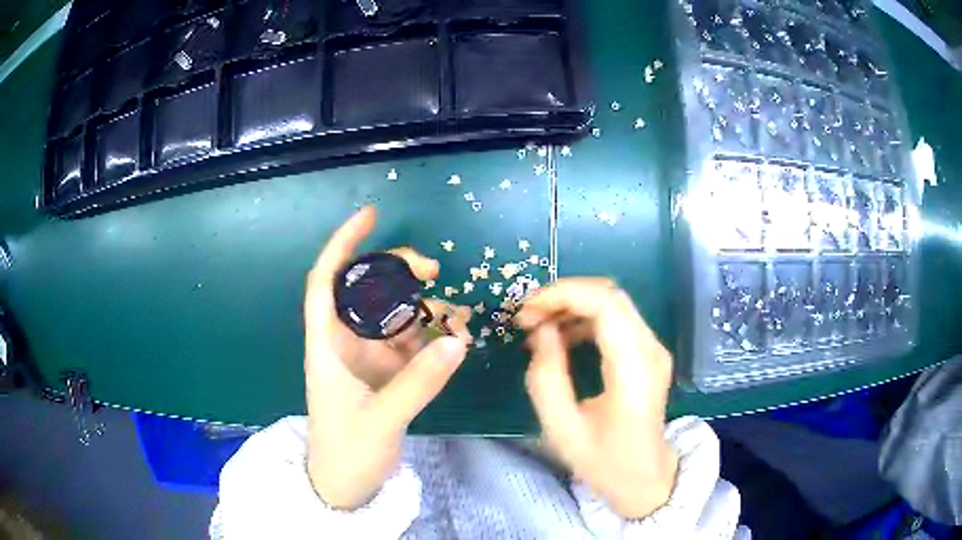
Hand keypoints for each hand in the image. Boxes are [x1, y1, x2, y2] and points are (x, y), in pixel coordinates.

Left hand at [303, 207, 472, 509]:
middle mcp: (347, 344)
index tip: (370, 216)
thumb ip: (418, 382)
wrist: (346, 487)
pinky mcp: (388, 376)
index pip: (326, 282)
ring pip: (396, 317)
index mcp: (327, 345)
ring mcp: (370, 360)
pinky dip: (434, 339)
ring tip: (457, 316)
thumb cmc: (347, 452)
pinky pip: (413, 346)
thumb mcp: (380, 419)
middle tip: (433, 271)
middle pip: (368, 291)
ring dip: (425, 309)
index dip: (343, 245)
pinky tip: (457, 340)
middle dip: (399, 273)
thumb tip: (457, 341)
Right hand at [516, 278, 678, 518]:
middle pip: (609, 294)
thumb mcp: (563, 430)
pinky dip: (584, 318)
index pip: (605, 305)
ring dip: (572, 305)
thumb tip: (541, 331)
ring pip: (612, 302)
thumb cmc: (604, 462)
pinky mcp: (648, 352)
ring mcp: (654, 348)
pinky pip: (616, 319)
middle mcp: (650, 349)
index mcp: (633, 370)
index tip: (526, 311)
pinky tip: (561, 337)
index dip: (562, 295)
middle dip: (563, 296)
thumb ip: (547, 379)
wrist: (646, 478)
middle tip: (527, 317)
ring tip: (538, 327)